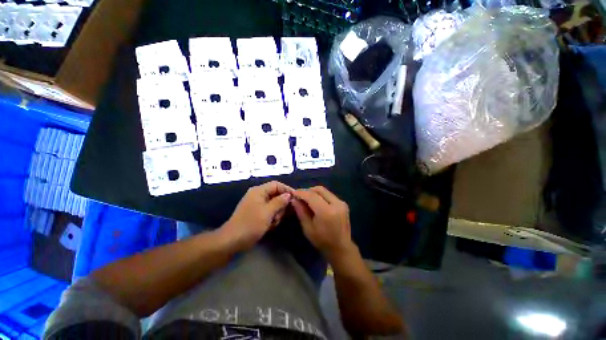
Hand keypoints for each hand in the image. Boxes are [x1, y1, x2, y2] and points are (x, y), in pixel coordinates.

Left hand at [221, 181, 292, 249]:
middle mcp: (258, 196)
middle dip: (281, 206)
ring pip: (274, 206)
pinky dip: (272, 219)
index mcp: (258, 191)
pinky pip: (269, 214)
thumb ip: (280, 202)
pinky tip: (270, 227)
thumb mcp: (267, 212)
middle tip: (280, 216)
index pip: (277, 185)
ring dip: (277, 215)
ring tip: (273, 223)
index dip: (287, 191)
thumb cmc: (251, 224)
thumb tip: (289, 195)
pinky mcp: (257, 215)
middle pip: (276, 195)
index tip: (297, 200)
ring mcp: (257, 206)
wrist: (235, 239)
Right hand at [292, 186, 355, 258]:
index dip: (301, 193)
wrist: (340, 247)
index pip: (311, 195)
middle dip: (308, 191)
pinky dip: (321, 196)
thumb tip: (294, 199)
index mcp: (326, 211)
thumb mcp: (308, 228)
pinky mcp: (344, 204)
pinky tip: (315, 203)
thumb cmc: (322, 241)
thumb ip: (301, 212)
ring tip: (306, 199)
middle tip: (299, 196)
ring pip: (325, 191)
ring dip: (315, 193)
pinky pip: (330, 196)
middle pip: (319, 190)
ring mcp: (341, 203)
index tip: (292, 193)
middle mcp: (336, 204)